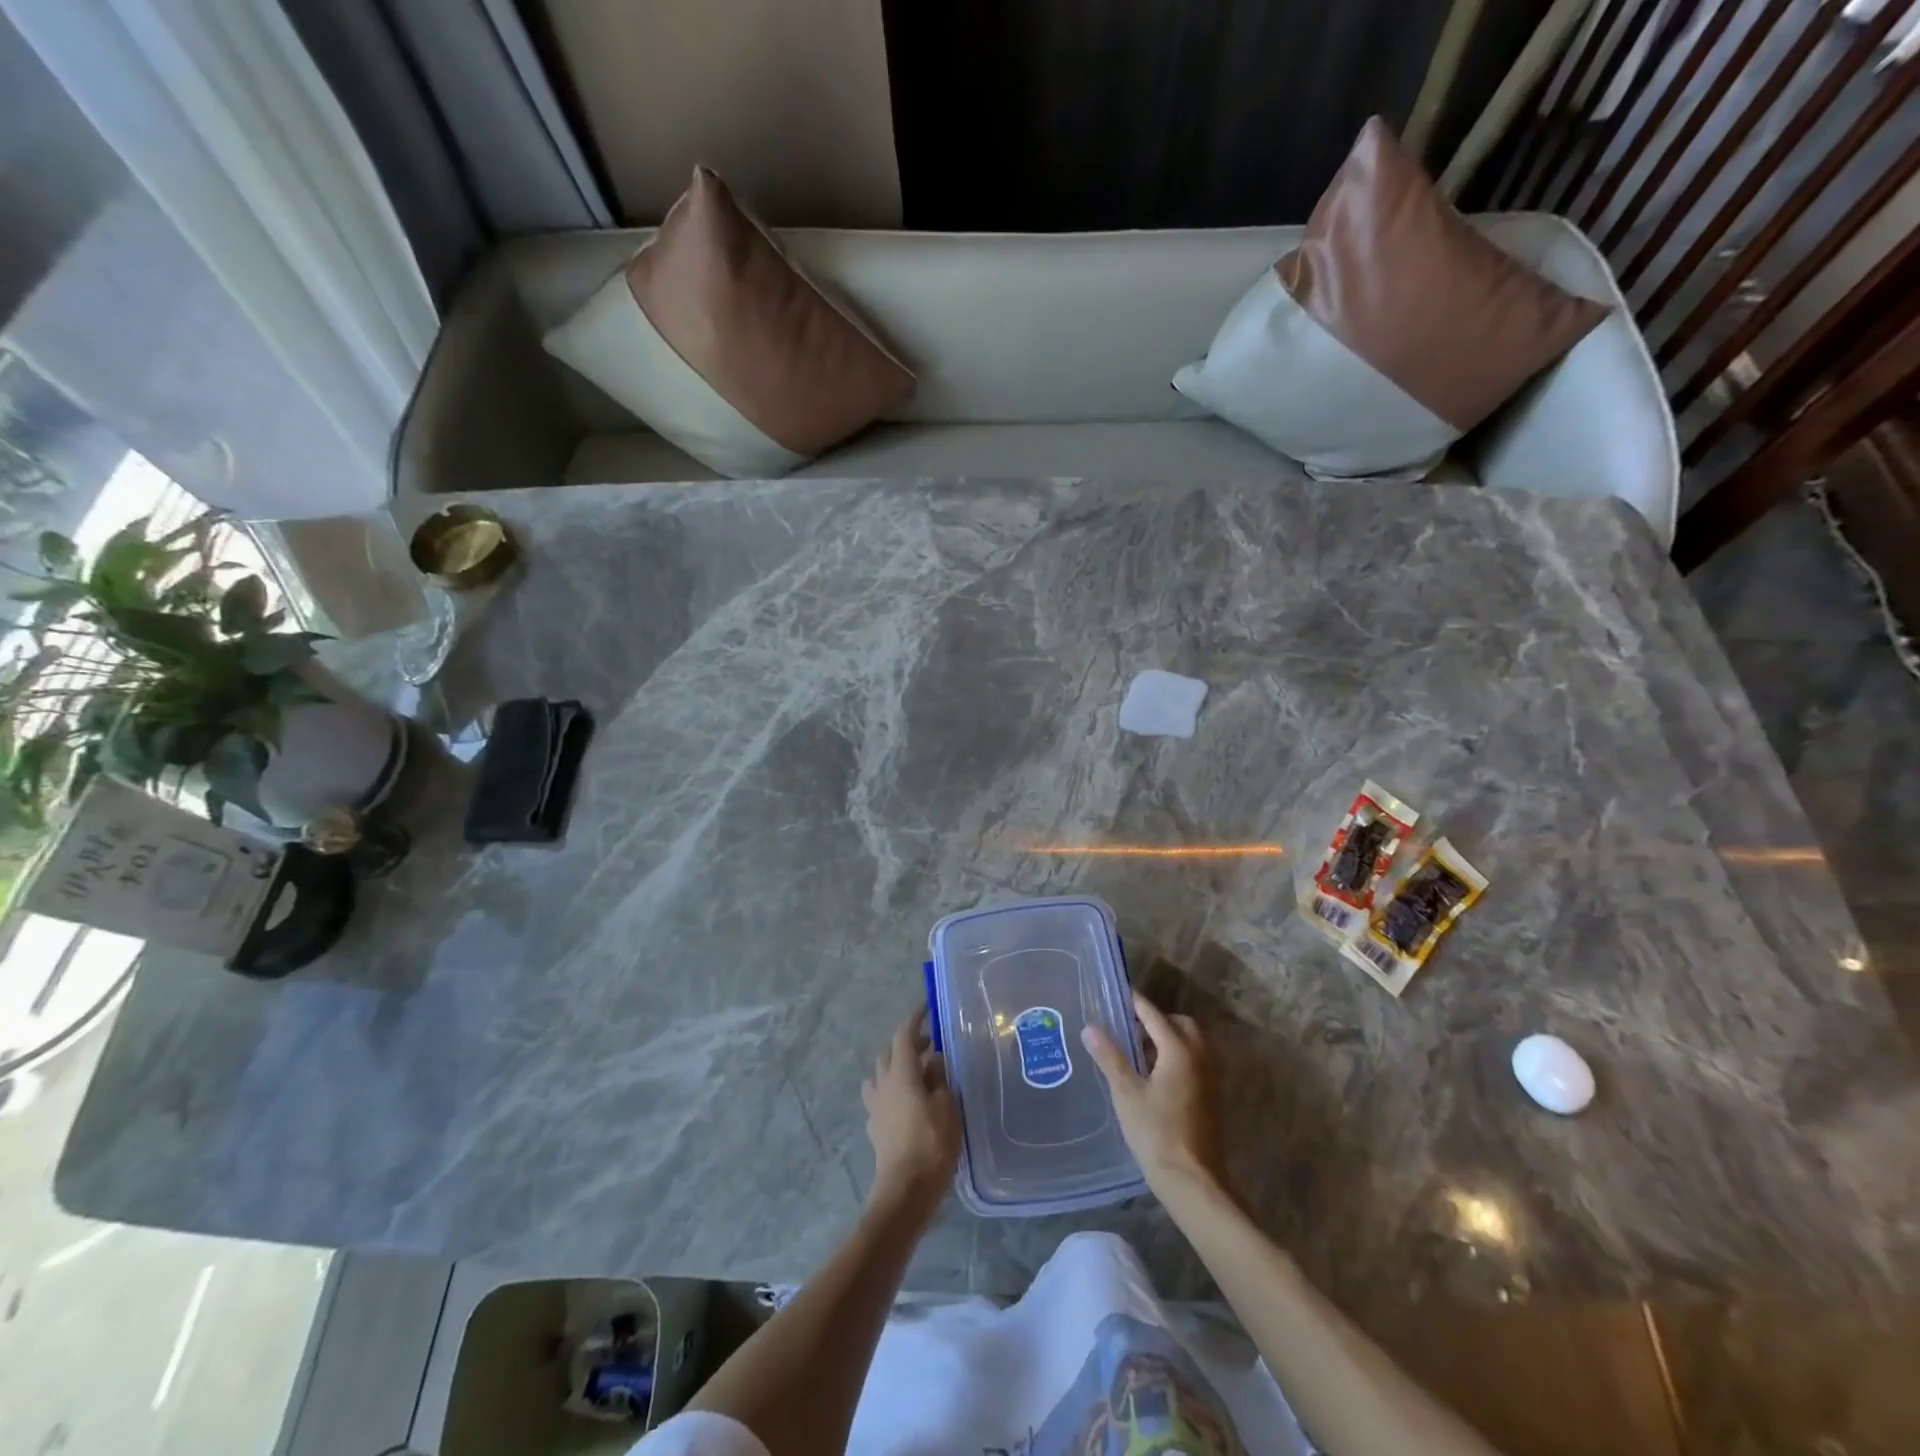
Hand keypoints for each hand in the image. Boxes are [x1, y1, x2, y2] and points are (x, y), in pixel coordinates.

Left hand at [862, 1008, 960, 1221]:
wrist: (905, 1191)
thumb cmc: (932, 1144)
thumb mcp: (947, 1107)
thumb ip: (939, 1079)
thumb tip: (933, 1061)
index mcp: (901, 1074)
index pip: (903, 1036)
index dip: (914, 1020)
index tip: (925, 1008)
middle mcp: (883, 1085)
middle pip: (889, 1053)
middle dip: (907, 1044)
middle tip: (929, 1045)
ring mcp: (876, 1107)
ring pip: (880, 1075)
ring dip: (895, 1067)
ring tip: (916, 1074)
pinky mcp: (875, 1129)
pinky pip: (879, 1098)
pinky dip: (892, 1091)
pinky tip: (906, 1103)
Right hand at [1081, 991, 1224, 1199]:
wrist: (1193, 1181)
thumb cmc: (1156, 1133)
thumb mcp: (1126, 1093)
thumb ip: (1110, 1057)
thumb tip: (1090, 1027)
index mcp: (1179, 1050)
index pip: (1154, 1015)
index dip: (1134, 1003)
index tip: (1116, 994)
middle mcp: (1200, 1057)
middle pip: (1179, 1024)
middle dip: (1155, 1020)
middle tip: (1128, 1027)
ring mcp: (1209, 1077)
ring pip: (1190, 1043)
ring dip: (1167, 1039)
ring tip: (1137, 1051)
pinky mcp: (1210, 1096)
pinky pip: (1194, 1061)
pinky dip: (1176, 1056)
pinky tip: (1153, 1075)